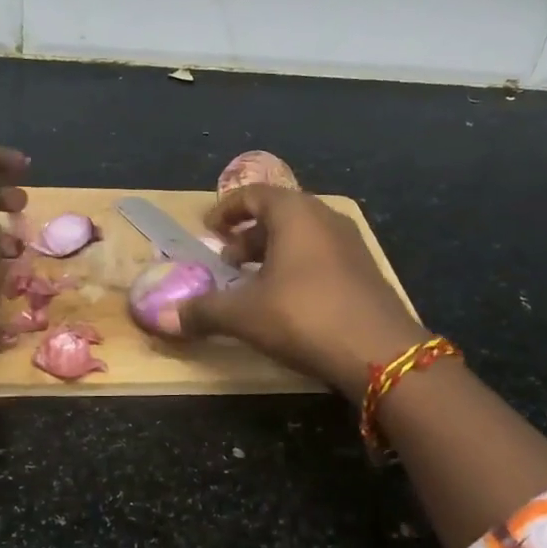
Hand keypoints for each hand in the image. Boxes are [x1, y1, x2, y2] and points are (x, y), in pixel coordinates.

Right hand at [180, 186, 426, 399]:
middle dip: (248, 236)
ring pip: (301, 238)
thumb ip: (203, 311)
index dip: (226, 210)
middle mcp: (324, 218)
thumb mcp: (244, 314)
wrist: (381, 352)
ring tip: (252, 284)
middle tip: (227, 262)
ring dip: (272, 254)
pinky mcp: (364, 271)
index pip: (253, 194)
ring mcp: (350, 244)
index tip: (208, 229)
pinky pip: (320, 257)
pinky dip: (296, 268)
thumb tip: (165, 317)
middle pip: (278, 214)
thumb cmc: (304, 316)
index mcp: (295, 213)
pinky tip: (286, 302)